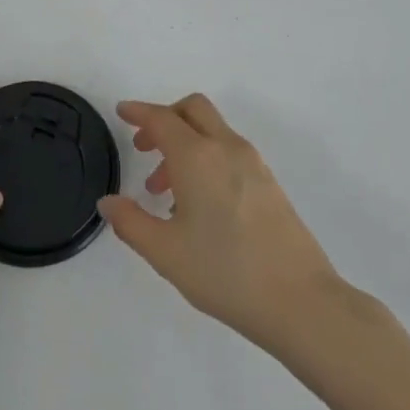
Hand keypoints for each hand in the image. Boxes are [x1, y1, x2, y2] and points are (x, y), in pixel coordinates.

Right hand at [99, 95, 345, 352]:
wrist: (300, 300)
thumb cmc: (225, 272)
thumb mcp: (165, 252)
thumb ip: (131, 222)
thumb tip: (108, 202)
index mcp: (197, 156)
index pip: (162, 119)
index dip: (139, 112)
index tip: (122, 112)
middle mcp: (226, 148)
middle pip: (193, 109)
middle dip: (165, 118)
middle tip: (144, 147)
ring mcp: (253, 163)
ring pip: (212, 131)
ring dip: (185, 144)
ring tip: (165, 191)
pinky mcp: (269, 183)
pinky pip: (229, 152)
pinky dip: (207, 158)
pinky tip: (198, 205)